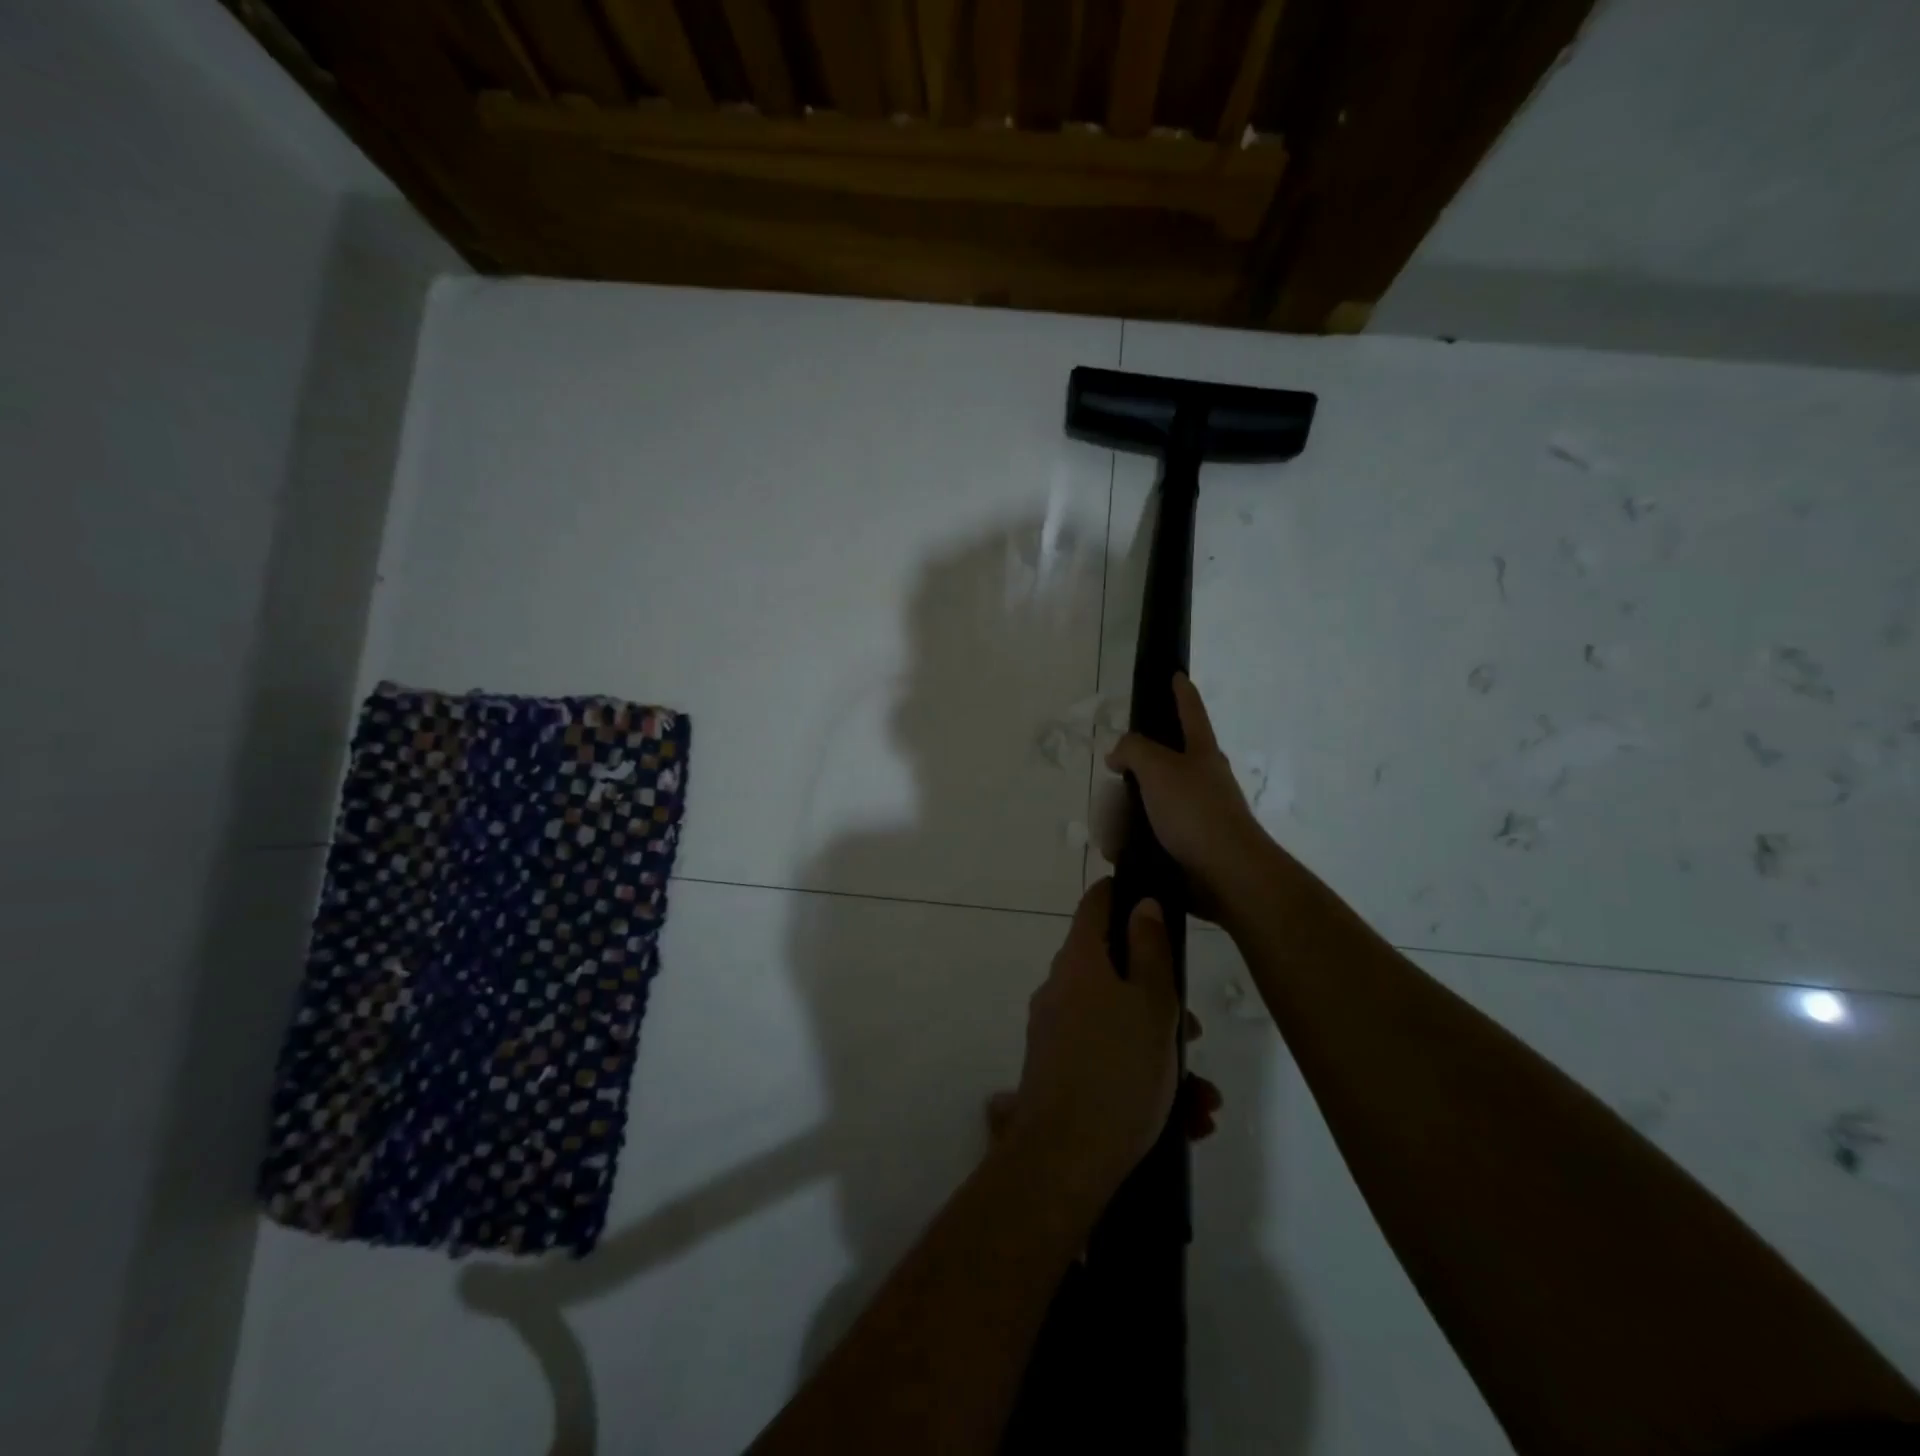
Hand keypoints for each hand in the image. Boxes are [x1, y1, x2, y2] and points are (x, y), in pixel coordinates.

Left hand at [990, 879, 1197, 1210]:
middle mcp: (1061, 988)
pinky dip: (1141, 1078)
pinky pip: (1106, 1058)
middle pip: (1115, 971)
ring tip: (1200, 1097)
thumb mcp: (1152, 1005)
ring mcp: (1055, 1030)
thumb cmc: (1118, 1070)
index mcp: (1080, 961)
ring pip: (1118, 1023)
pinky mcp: (1056, 1070)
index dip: (1123, 895)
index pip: (1096, 904)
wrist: (1064, 1158)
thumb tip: (1142, 903)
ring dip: (1161, 1051)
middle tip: (1192, 1031)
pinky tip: (1183, 1119)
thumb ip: (1151, 950)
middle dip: (1161, 998)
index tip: (1154, 901)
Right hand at [1104, 673, 1273, 919]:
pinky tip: (1118, 850)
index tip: (1176, 675)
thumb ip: (1133, 749)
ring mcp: (1195, 814)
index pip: (1190, 712)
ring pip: (1147, 803)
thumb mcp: (1158, 768)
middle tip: (1113, 784)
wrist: (1226, 875)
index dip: (1181, 692)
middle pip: (1157, 765)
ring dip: (1123, 816)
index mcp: (1201, 753)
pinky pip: (1147, 835)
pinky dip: (1130, 841)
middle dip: (1130, 775)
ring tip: (1111, 832)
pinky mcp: (1187, 846)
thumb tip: (1118, 754)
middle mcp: (1200, 780)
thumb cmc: (1195, 812)